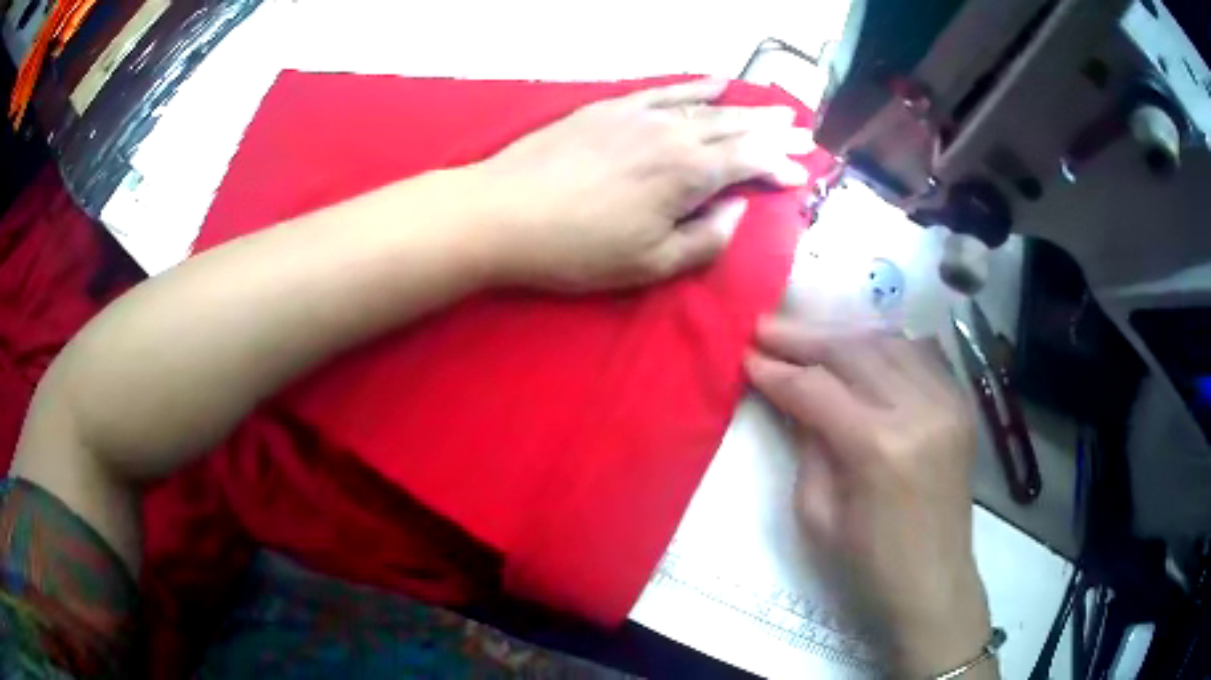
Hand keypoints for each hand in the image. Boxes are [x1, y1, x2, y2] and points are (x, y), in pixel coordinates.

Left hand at [473, 79, 813, 291]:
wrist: (503, 212)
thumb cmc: (577, 249)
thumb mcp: (650, 264)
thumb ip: (706, 238)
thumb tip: (737, 211)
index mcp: (687, 173)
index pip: (750, 161)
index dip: (779, 166)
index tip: (800, 173)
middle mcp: (672, 134)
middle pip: (736, 127)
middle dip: (774, 131)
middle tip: (804, 131)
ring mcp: (640, 115)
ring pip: (707, 107)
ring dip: (745, 109)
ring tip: (775, 109)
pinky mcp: (611, 108)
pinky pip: (665, 91)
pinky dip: (696, 88)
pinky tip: (716, 84)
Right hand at [745, 317, 993, 676]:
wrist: (933, 582)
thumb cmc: (867, 564)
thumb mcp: (815, 513)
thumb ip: (807, 444)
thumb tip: (793, 396)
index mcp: (878, 447)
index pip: (817, 389)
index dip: (776, 371)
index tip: (746, 355)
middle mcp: (918, 410)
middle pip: (853, 351)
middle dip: (804, 338)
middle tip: (766, 328)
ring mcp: (947, 402)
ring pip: (889, 342)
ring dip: (844, 335)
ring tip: (809, 336)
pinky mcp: (961, 405)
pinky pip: (921, 354)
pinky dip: (887, 344)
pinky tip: (862, 347)